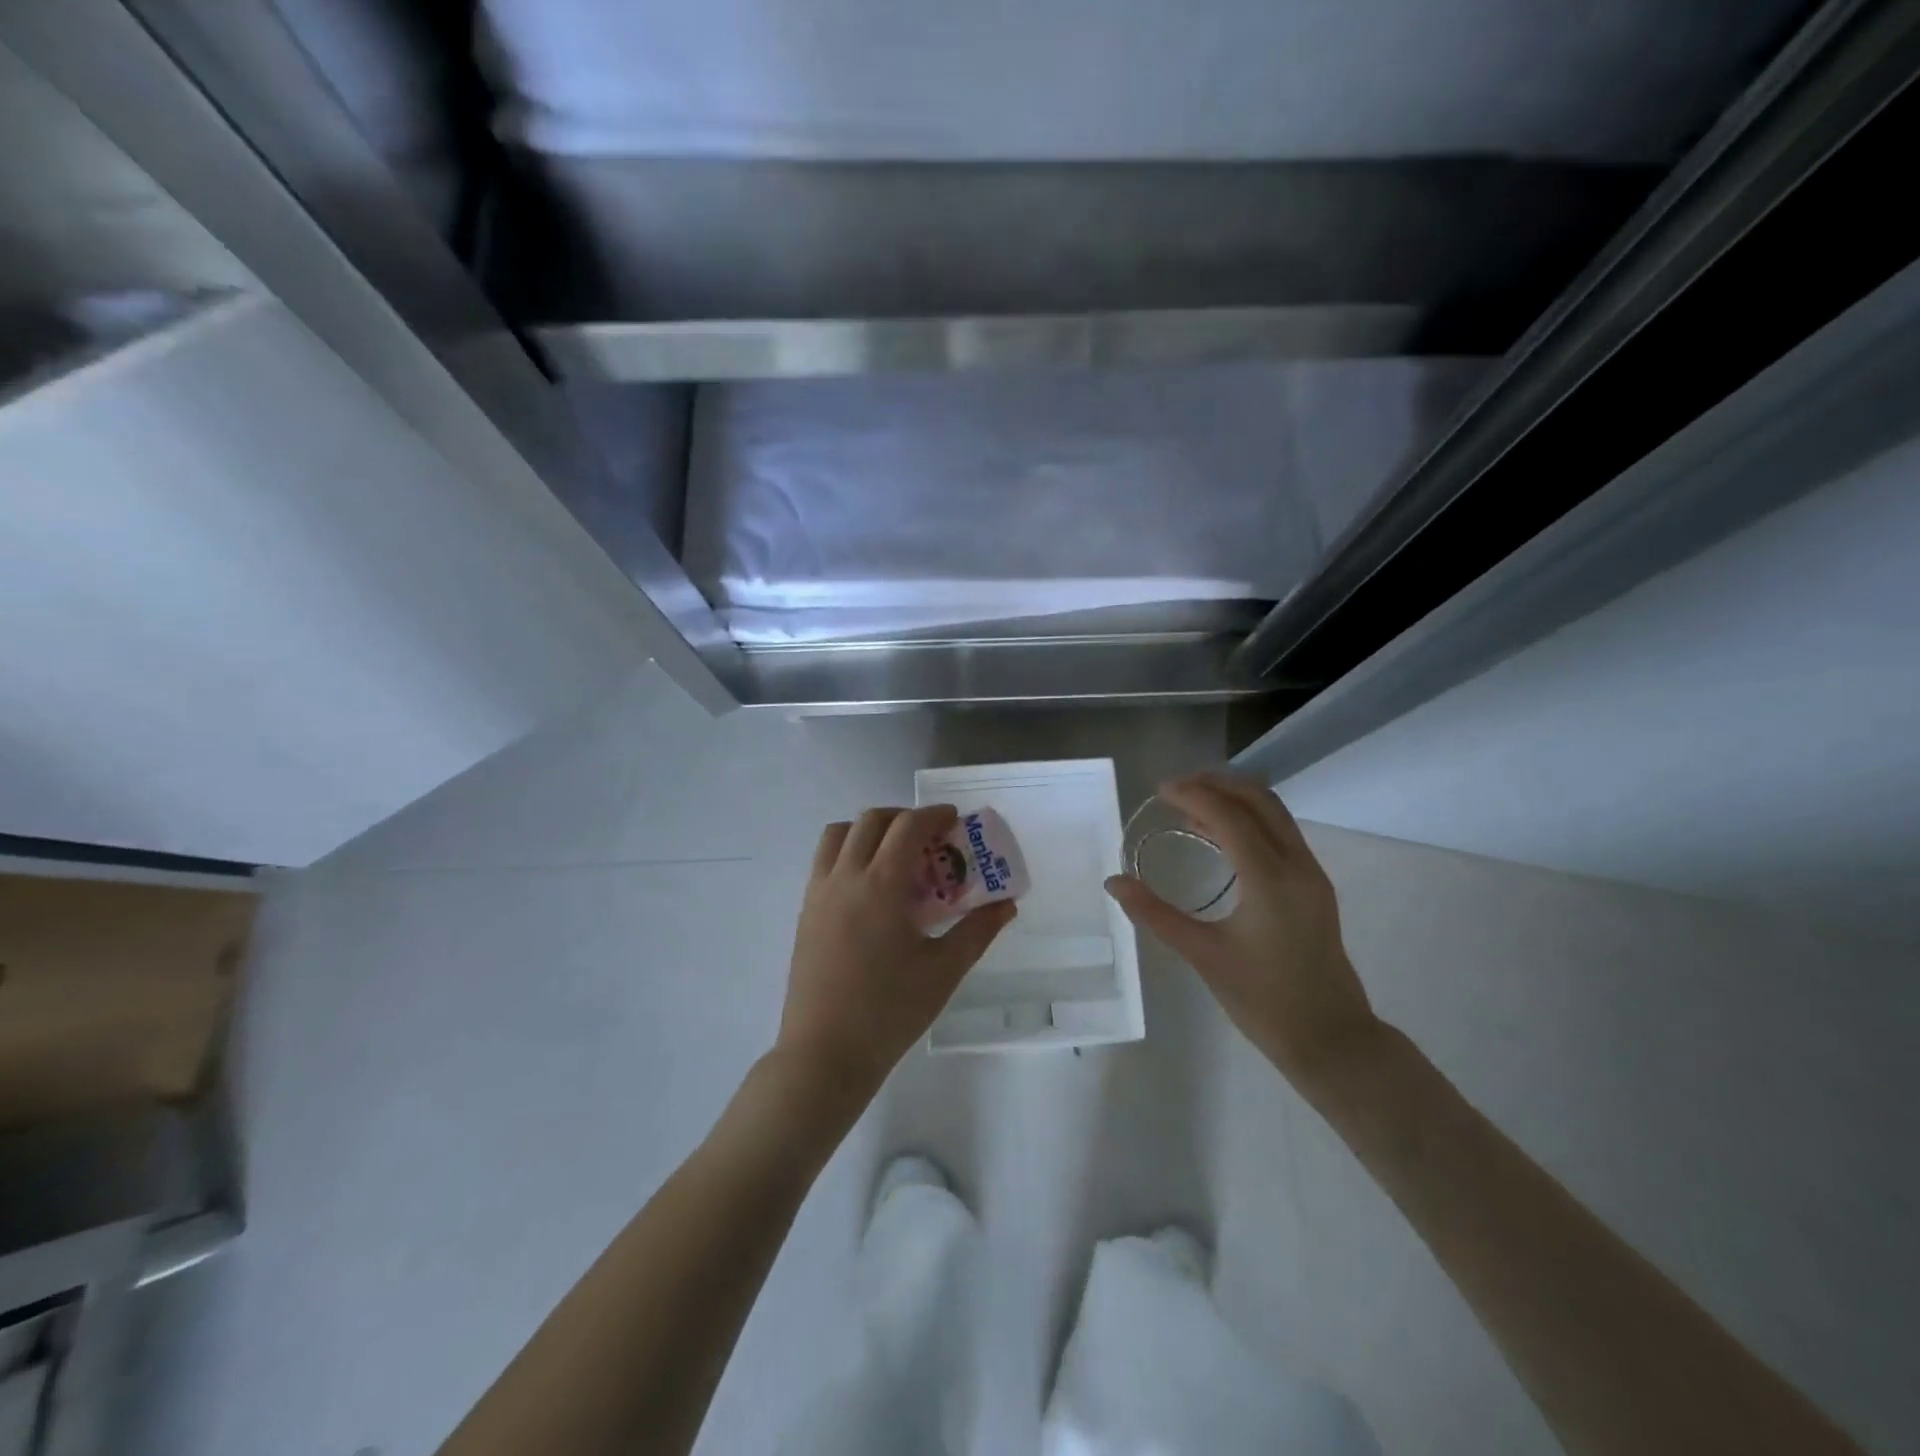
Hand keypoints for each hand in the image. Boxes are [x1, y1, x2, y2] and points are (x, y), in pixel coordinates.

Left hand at [777, 805, 1015, 1103]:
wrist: (825, 1053)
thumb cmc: (890, 1011)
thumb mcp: (944, 971)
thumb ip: (977, 931)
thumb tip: (1007, 905)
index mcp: (881, 885)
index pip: (907, 827)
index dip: (933, 815)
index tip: (954, 820)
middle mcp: (845, 877)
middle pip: (871, 821)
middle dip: (903, 817)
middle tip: (929, 837)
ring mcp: (819, 893)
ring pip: (839, 835)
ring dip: (869, 830)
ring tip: (894, 855)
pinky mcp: (805, 912)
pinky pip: (824, 861)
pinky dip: (848, 852)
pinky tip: (869, 887)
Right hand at [1105, 772, 1380, 1090]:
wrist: (1332, 1040)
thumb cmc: (1264, 1001)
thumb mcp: (1203, 956)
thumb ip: (1155, 914)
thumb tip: (1114, 882)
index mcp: (1270, 879)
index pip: (1229, 816)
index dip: (1193, 795)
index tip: (1160, 790)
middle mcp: (1297, 866)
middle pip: (1259, 801)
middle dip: (1217, 785)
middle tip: (1176, 789)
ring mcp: (1311, 875)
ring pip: (1275, 815)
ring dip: (1235, 800)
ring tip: (1191, 805)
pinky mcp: (1314, 888)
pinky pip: (1281, 835)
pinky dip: (1249, 821)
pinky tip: (1220, 837)